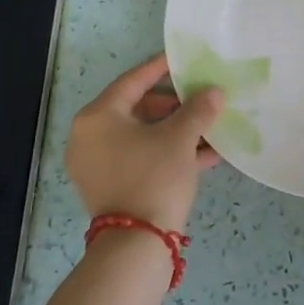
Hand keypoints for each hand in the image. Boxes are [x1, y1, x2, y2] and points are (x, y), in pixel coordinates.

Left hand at [65, 53, 224, 231]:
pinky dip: (167, 153)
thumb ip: (198, 109)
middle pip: (137, 108)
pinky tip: (203, 155)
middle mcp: (89, 137)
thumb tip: (214, 92)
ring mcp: (97, 164)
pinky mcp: (109, 187)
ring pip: (142, 136)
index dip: (161, 68)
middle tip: (201, 101)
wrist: (137, 245)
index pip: (133, 81)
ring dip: (176, 131)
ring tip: (209, 129)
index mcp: (98, 116)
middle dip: (175, 106)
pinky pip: (140, 158)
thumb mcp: (180, 138)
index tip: (182, 59)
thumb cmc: (153, 177)